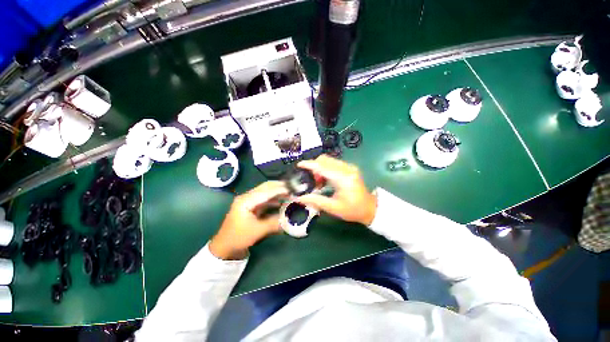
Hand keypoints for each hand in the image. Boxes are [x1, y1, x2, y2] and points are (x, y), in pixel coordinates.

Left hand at [210, 181, 288, 259]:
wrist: (225, 246)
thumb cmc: (238, 237)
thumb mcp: (257, 231)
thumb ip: (274, 223)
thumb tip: (289, 218)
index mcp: (246, 200)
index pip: (266, 191)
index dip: (280, 190)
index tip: (293, 190)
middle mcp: (247, 197)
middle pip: (265, 187)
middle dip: (279, 187)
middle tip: (293, 188)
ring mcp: (249, 201)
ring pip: (266, 192)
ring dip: (277, 192)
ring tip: (290, 194)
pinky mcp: (251, 206)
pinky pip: (265, 199)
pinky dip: (274, 199)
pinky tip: (282, 202)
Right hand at [296, 155, 376, 225]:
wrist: (369, 209)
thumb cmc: (352, 210)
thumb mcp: (333, 208)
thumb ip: (315, 200)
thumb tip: (298, 198)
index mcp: (343, 179)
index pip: (323, 167)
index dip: (310, 164)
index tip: (299, 165)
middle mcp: (347, 169)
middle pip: (325, 159)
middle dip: (314, 167)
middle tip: (312, 181)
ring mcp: (349, 167)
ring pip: (328, 160)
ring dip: (320, 168)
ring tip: (319, 182)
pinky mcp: (350, 167)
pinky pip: (333, 163)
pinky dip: (326, 168)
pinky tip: (326, 180)